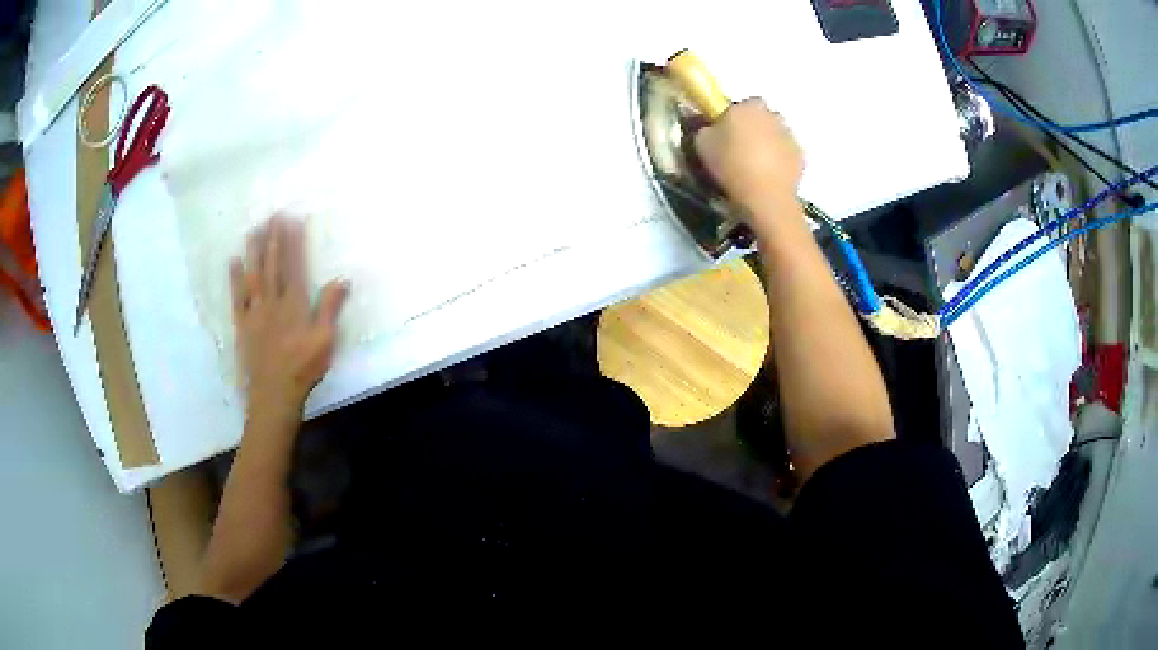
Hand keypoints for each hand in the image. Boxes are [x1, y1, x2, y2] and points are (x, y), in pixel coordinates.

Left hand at [229, 215, 348, 416]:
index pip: (294, 266)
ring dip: (253, 251)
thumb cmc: (303, 368)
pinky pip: (237, 297)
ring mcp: (255, 311)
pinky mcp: (242, 324)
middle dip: (273, 238)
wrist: (274, 394)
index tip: (292, 220)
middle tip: (272, 215)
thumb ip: (330, 309)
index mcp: (294, 304)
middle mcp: (273, 301)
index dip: (293, 242)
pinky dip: (235, 278)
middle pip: (272, 265)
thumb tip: (342, 279)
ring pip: (254, 275)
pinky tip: (234, 262)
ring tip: (254, 229)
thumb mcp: (325, 340)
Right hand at [694, 98, 804, 231]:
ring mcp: (790, 136)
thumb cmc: (731, 164)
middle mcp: (772, 115)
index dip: (732, 118)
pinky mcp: (801, 157)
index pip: (740, 104)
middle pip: (761, 118)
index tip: (725, 133)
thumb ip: (705, 128)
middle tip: (739, 149)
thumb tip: (709, 128)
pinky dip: (779, 161)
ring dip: (767, 144)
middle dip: (753, 129)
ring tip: (754, 167)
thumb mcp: (702, 143)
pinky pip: (786, 154)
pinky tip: (767, 177)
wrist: (765, 196)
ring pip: (775, 135)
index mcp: (748, 106)